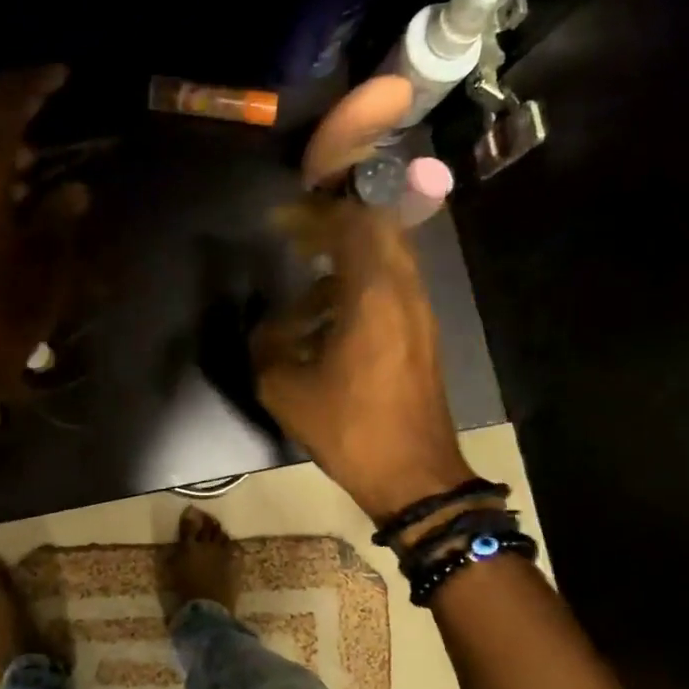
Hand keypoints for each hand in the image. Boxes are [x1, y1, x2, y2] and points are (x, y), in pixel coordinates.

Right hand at [252, 200, 475, 520]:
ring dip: (348, 260)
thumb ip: (266, 347)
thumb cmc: (349, 429)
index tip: (281, 222)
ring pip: (388, 260)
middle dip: (336, 227)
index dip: (315, 214)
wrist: (413, 474)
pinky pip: (392, 289)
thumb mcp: (285, 390)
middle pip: (378, 230)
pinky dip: (361, 287)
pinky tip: (329, 321)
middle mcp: (405, 291)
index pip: (353, 223)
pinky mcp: (422, 335)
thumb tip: (265, 327)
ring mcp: (420, 313)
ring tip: (307, 283)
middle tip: (298, 240)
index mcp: (374, 294)